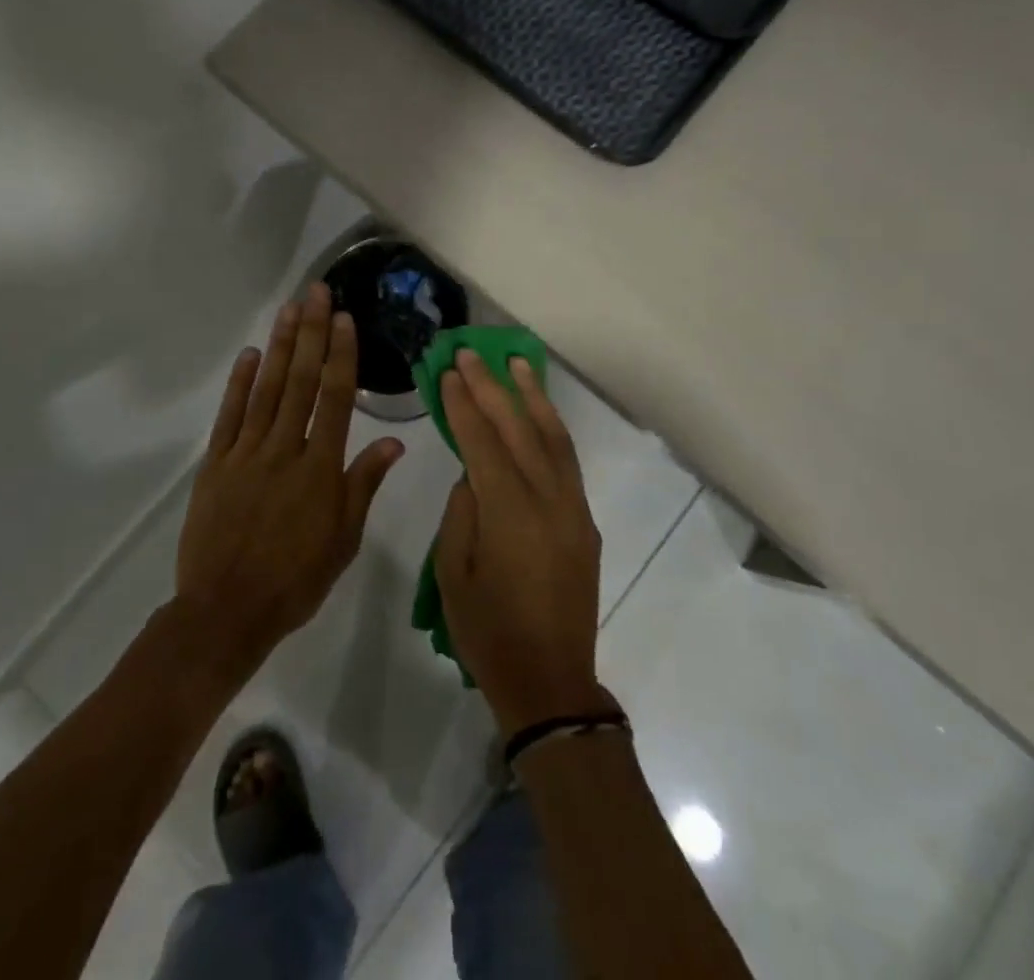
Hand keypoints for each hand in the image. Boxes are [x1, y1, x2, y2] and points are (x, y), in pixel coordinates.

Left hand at [174, 284, 404, 672]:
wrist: (226, 611)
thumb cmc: (296, 580)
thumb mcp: (344, 539)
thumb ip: (364, 484)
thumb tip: (394, 443)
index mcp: (321, 468)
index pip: (335, 399)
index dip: (340, 355)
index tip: (343, 318)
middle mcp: (285, 449)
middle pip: (299, 381)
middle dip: (310, 333)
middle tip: (315, 292)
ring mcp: (246, 453)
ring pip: (266, 390)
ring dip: (279, 347)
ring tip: (288, 310)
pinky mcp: (216, 464)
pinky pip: (229, 416)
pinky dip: (238, 384)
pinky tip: (249, 355)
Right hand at [434, 351, 611, 738]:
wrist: (550, 680)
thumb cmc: (488, 632)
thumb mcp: (452, 573)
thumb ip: (461, 512)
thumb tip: (473, 475)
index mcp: (508, 512)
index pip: (482, 442)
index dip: (462, 404)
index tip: (447, 372)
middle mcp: (548, 499)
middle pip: (518, 429)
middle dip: (492, 387)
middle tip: (470, 353)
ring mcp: (573, 508)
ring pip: (553, 437)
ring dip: (532, 397)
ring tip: (515, 363)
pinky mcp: (585, 520)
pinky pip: (567, 461)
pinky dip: (551, 428)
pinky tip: (538, 412)